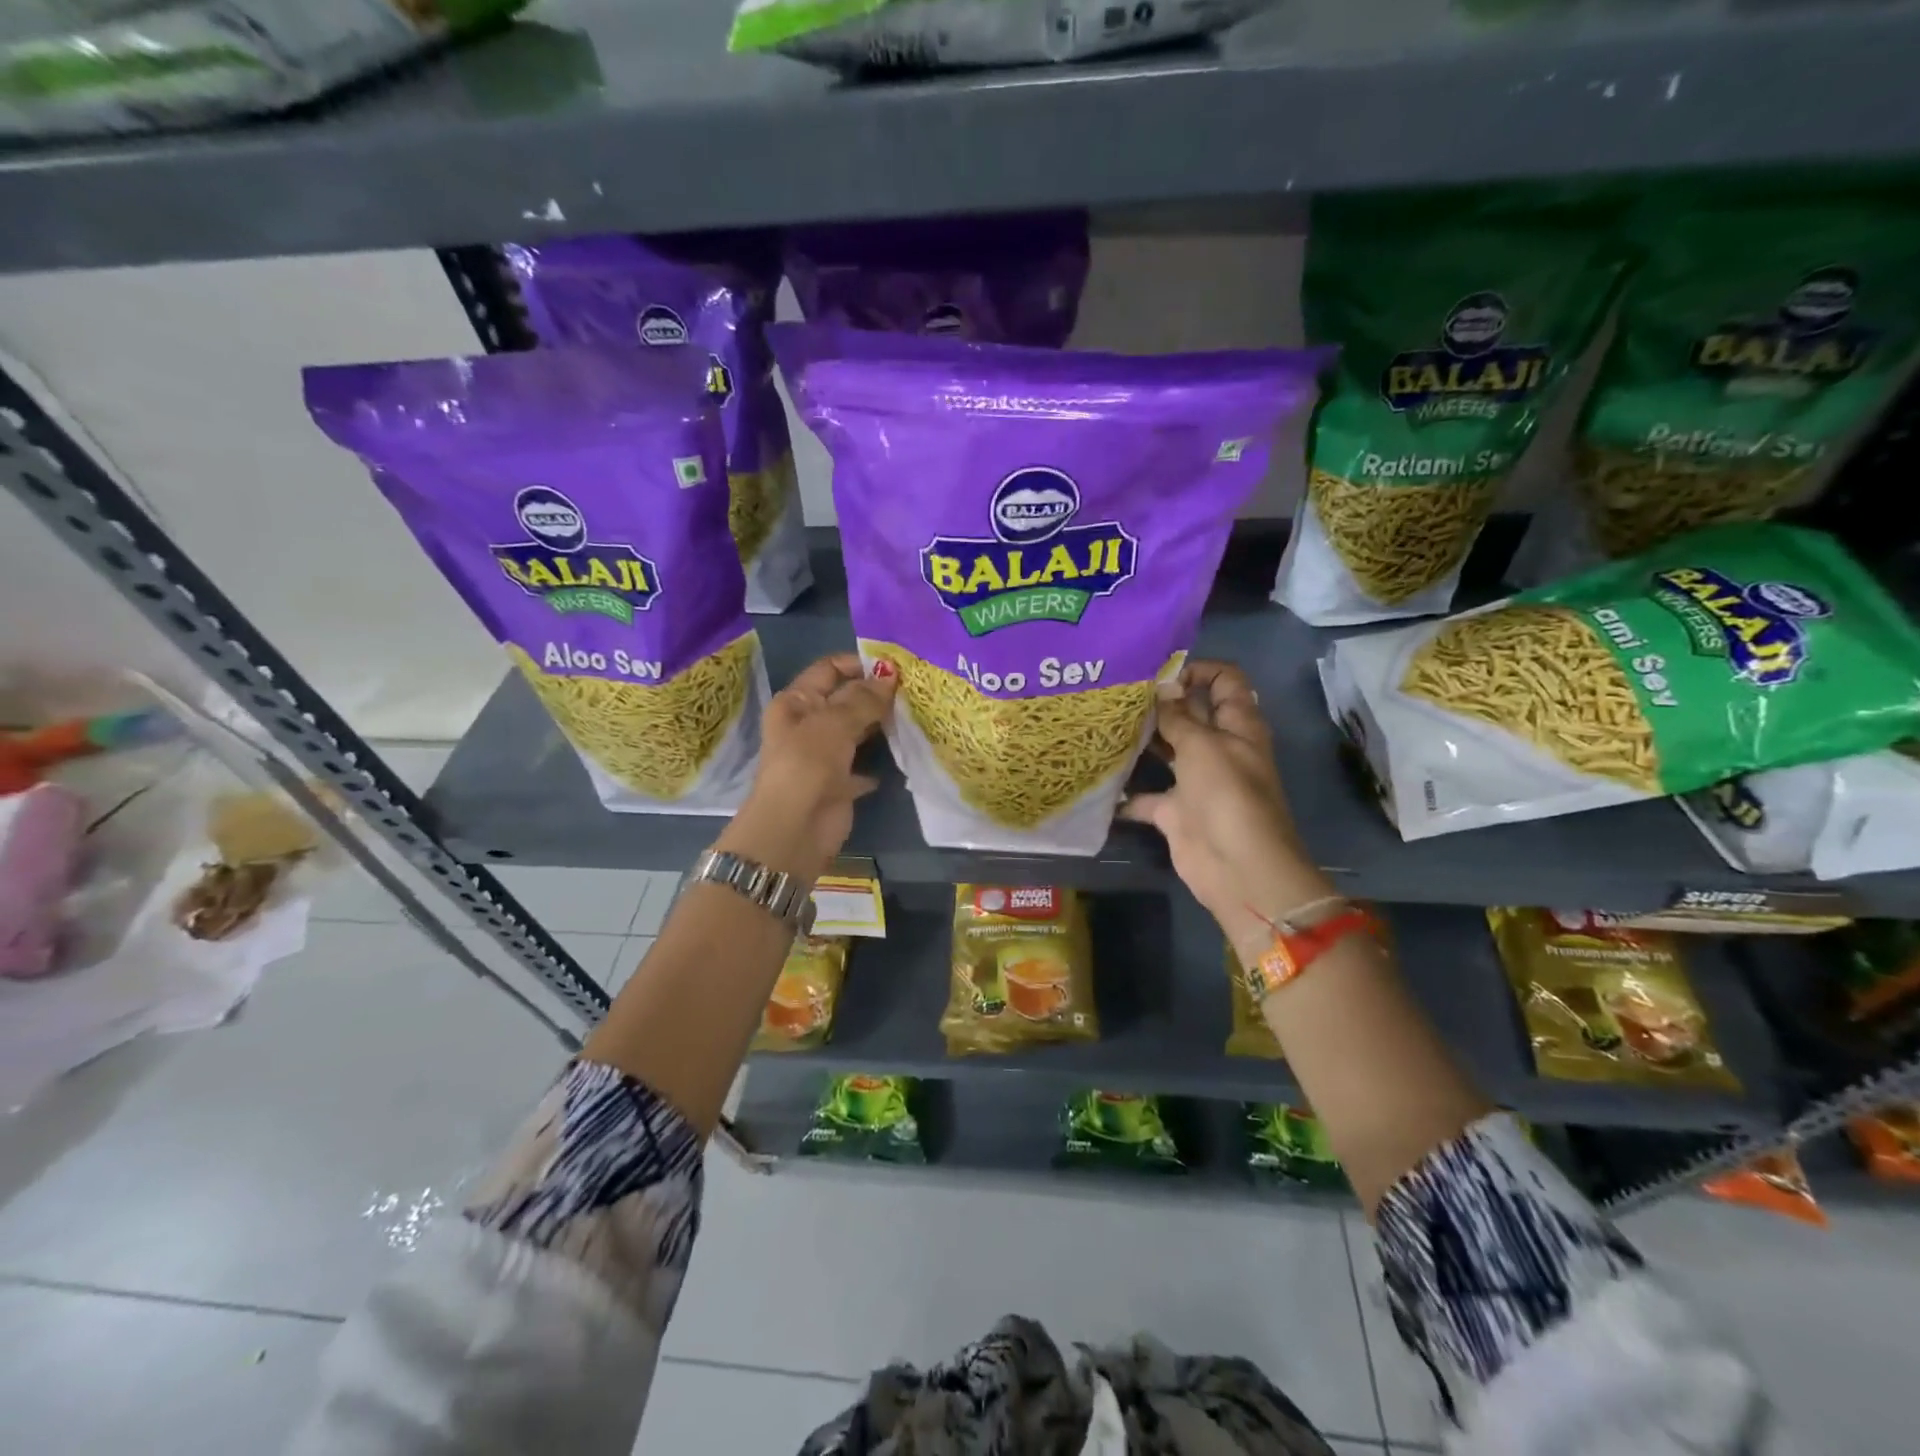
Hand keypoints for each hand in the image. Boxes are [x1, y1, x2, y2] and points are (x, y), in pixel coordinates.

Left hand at [715, 653, 896, 885]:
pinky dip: (880, 759)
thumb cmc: (807, 764)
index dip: (859, 663)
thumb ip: (864, 698)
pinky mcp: (839, 782)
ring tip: (916, 713)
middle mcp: (808, 724)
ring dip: (881, 723)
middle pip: (845, 698)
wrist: (796, 829)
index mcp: (796, 702)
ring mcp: (824, 754)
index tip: (896, 666)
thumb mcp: (834, 722)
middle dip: (876, 693)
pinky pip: (864, 763)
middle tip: (915, 688)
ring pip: (857, 730)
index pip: (829, 669)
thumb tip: (890, 674)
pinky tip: (906, 750)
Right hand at [1119, 661, 1332, 963]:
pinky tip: (1097, 780)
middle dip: (1160, 703)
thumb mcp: (1203, 745)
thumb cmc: (1227, 796)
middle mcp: (1219, 748)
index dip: (1197, 670)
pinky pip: (1146, 796)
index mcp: (1238, 725)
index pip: (1225, 681)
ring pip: (1168, 751)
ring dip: (1142, 741)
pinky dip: (1125, 794)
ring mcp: (1197, 781)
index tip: (1158, 674)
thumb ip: (1179, 716)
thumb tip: (1162, 685)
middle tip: (1117, 693)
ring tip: (1104, 724)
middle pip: (1191, 714)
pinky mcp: (1176, 812)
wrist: (1237, 868)